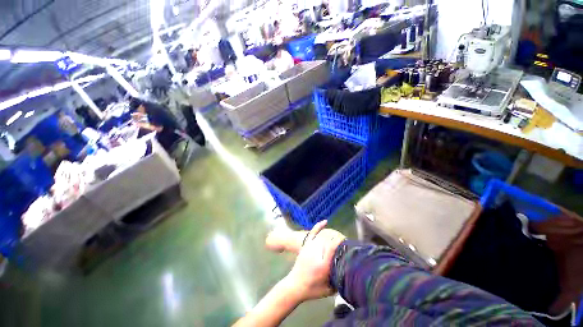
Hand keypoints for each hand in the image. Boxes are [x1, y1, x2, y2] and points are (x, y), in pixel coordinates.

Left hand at [281, 221, 345, 301]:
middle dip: (340, 240)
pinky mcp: (304, 249)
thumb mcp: (329, 290)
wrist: (293, 288)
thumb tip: (352, 273)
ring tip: (341, 239)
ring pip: (322, 237)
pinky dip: (318, 228)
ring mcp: (308, 250)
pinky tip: (325, 222)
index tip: (351, 245)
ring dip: (332, 236)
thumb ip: (340, 282)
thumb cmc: (312, 291)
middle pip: (329, 241)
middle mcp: (315, 255)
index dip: (343, 243)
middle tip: (349, 245)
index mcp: (322, 265)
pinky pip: (312, 235)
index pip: (333, 248)